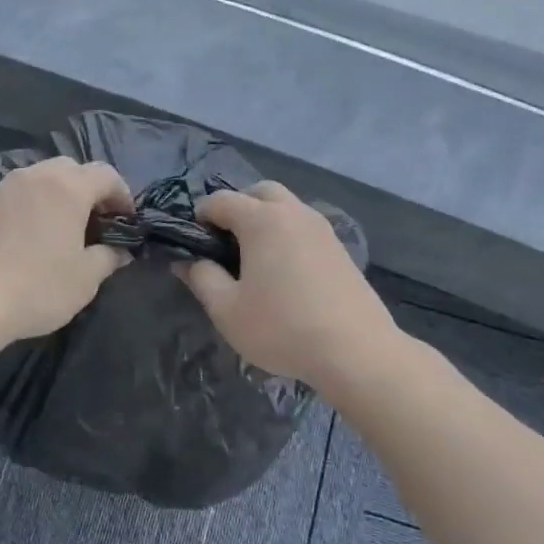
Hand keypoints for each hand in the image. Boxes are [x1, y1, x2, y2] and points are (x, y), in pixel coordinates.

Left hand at [0, 158, 134, 345]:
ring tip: (61, 231)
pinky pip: (15, 196)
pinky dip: (29, 208)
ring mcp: (1, 188)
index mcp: (66, 187)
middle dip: (88, 190)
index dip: (122, 194)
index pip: (105, 174)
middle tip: (95, 222)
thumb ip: (108, 258)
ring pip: (39, 180)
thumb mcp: (84, 279)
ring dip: (56, 198)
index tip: (127, 220)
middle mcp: (34, 177)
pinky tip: (27, 240)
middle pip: (70, 169)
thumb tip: (120, 252)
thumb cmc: (36, 286)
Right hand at [178, 181, 396, 390]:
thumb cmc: (282, 328)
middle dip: (237, 207)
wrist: (356, 351)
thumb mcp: (227, 310)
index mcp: (263, 220)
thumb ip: (201, 278)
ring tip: (252, 258)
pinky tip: (282, 272)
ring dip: (265, 220)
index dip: (200, 216)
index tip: (192, 242)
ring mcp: (322, 229)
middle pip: (260, 192)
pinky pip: (304, 228)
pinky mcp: (340, 249)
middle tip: (224, 242)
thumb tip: (186, 261)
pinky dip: (286, 235)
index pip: (221, 200)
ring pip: (287, 207)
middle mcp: (294, 213)